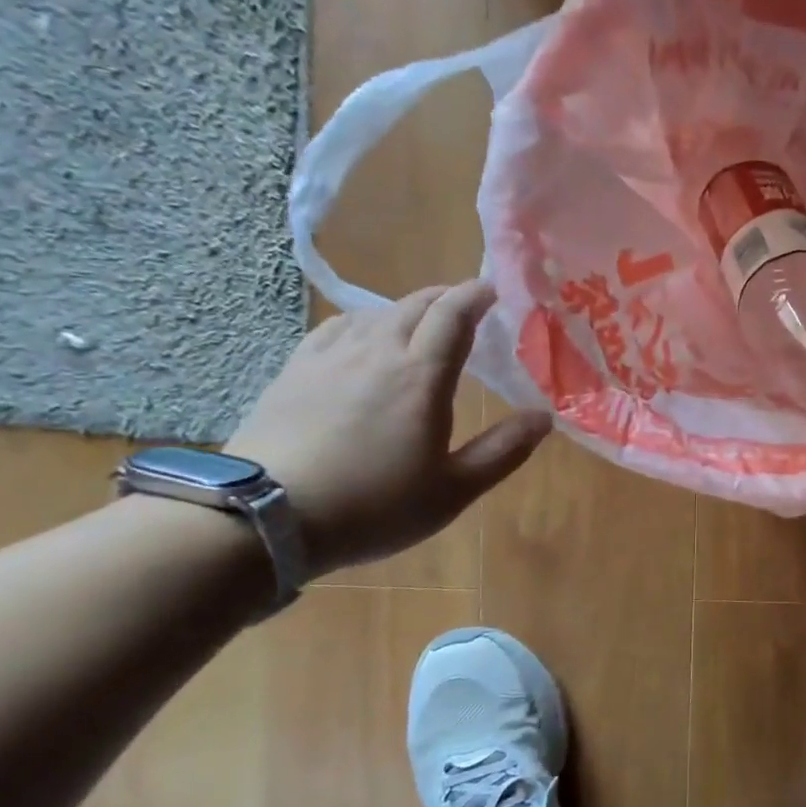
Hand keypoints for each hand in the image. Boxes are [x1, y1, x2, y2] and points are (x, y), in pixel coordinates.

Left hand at [226, 280, 550, 575]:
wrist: (261, 516)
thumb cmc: (373, 505)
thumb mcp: (453, 490)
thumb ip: (503, 450)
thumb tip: (544, 417)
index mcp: (421, 375)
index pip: (453, 314)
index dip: (476, 295)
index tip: (495, 289)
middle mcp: (376, 352)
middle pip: (414, 305)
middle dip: (446, 297)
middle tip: (467, 306)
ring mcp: (328, 358)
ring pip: (374, 313)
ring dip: (405, 309)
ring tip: (420, 323)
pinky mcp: (293, 371)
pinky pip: (335, 328)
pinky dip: (361, 322)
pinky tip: (361, 337)